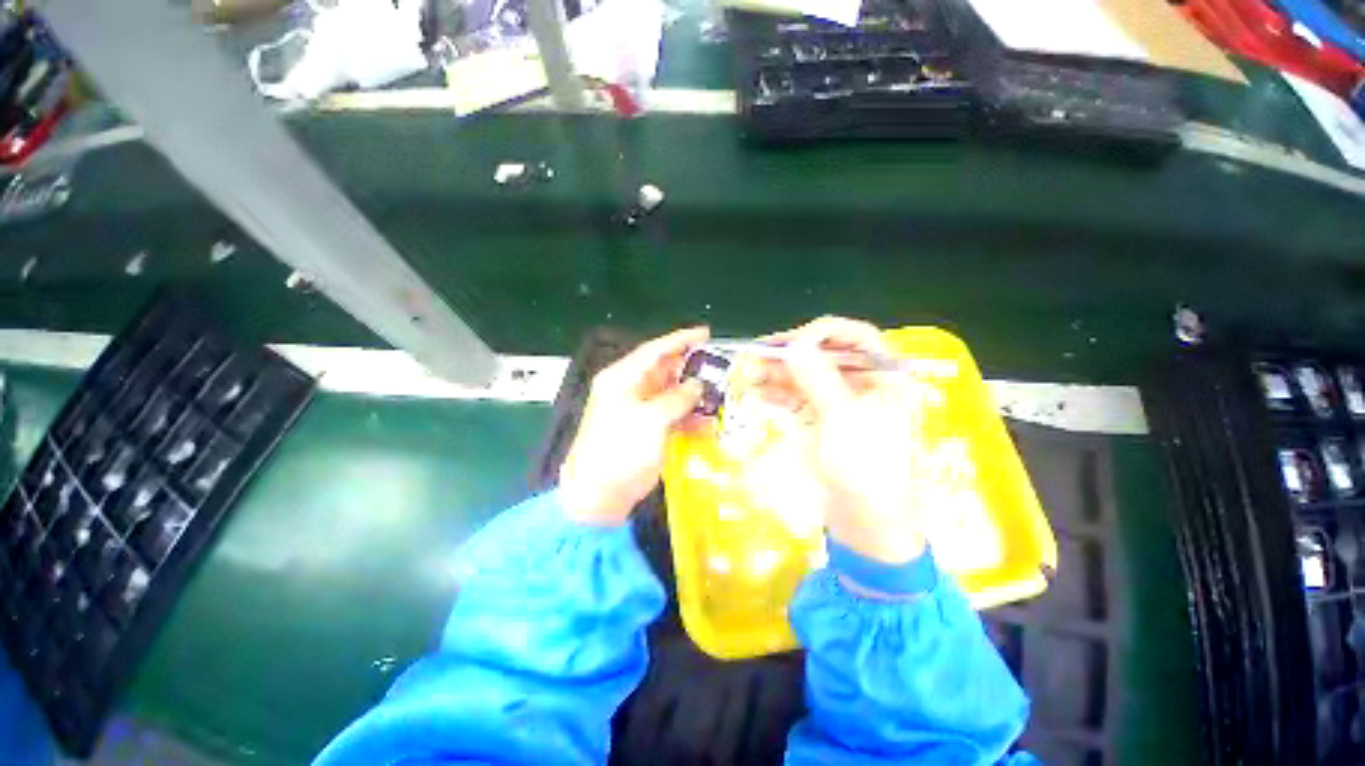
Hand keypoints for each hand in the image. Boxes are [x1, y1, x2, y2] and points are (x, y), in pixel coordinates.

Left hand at [559, 327, 708, 525]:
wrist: (601, 493)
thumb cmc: (620, 449)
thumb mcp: (650, 419)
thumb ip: (677, 398)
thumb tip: (698, 386)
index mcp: (623, 378)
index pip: (654, 350)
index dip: (680, 340)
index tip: (705, 333)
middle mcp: (631, 389)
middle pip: (665, 370)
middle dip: (691, 368)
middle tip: (719, 367)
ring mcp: (640, 410)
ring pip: (672, 393)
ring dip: (693, 394)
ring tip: (720, 393)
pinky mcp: (649, 429)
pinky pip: (673, 414)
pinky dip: (689, 416)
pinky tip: (708, 421)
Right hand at [758, 317, 927, 563]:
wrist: (866, 522)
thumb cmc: (866, 468)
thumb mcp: (842, 418)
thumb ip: (818, 377)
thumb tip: (795, 345)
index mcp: (886, 376)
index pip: (857, 336)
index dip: (823, 333)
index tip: (792, 343)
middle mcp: (863, 383)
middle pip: (824, 355)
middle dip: (789, 354)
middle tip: (756, 353)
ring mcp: (838, 401)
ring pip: (805, 375)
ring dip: (776, 372)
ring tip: (747, 371)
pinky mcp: (819, 419)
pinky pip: (796, 397)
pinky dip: (776, 392)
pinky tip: (755, 391)